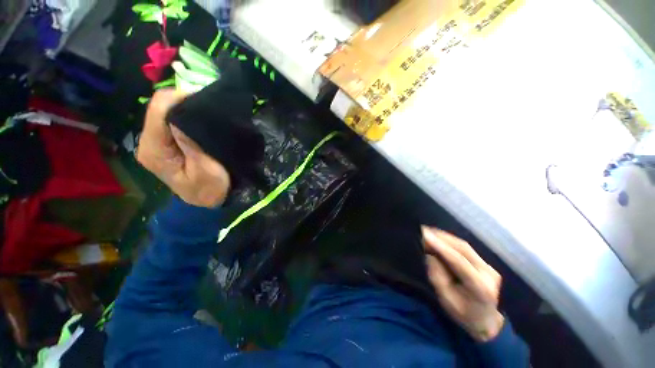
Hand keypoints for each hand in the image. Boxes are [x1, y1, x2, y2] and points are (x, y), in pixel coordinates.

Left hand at [136, 89, 230, 207]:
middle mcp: (148, 143)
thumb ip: (191, 143)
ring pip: (165, 113)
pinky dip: (186, 117)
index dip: (179, 98)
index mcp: (155, 150)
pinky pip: (171, 121)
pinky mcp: (164, 144)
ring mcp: (155, 143)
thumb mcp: (206, 169)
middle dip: (183, 103)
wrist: (209, 201)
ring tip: (206, 112)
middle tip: (209, 106)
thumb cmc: (211, 189)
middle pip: (159, 109)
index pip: (158, 111)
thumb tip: (182, 113)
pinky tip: (199, 120)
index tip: (204, 99)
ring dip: (186, 109)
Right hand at [422, 226, 503, 341]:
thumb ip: (438, 277)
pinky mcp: (484, 263)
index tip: (425, 235)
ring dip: (445, 237)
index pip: (459, 261)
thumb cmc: (464, 315)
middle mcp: (488, 273)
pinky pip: (465, 248)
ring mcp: (488, 266)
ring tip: (428, 231)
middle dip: (441, 237)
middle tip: (423, 230)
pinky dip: (450, 241)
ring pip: (464, 246)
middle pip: (463, 249)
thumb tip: (430, 255)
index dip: (441, 247)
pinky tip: (439, 237)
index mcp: (480, 287)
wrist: (486, 322)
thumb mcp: (446, 300)